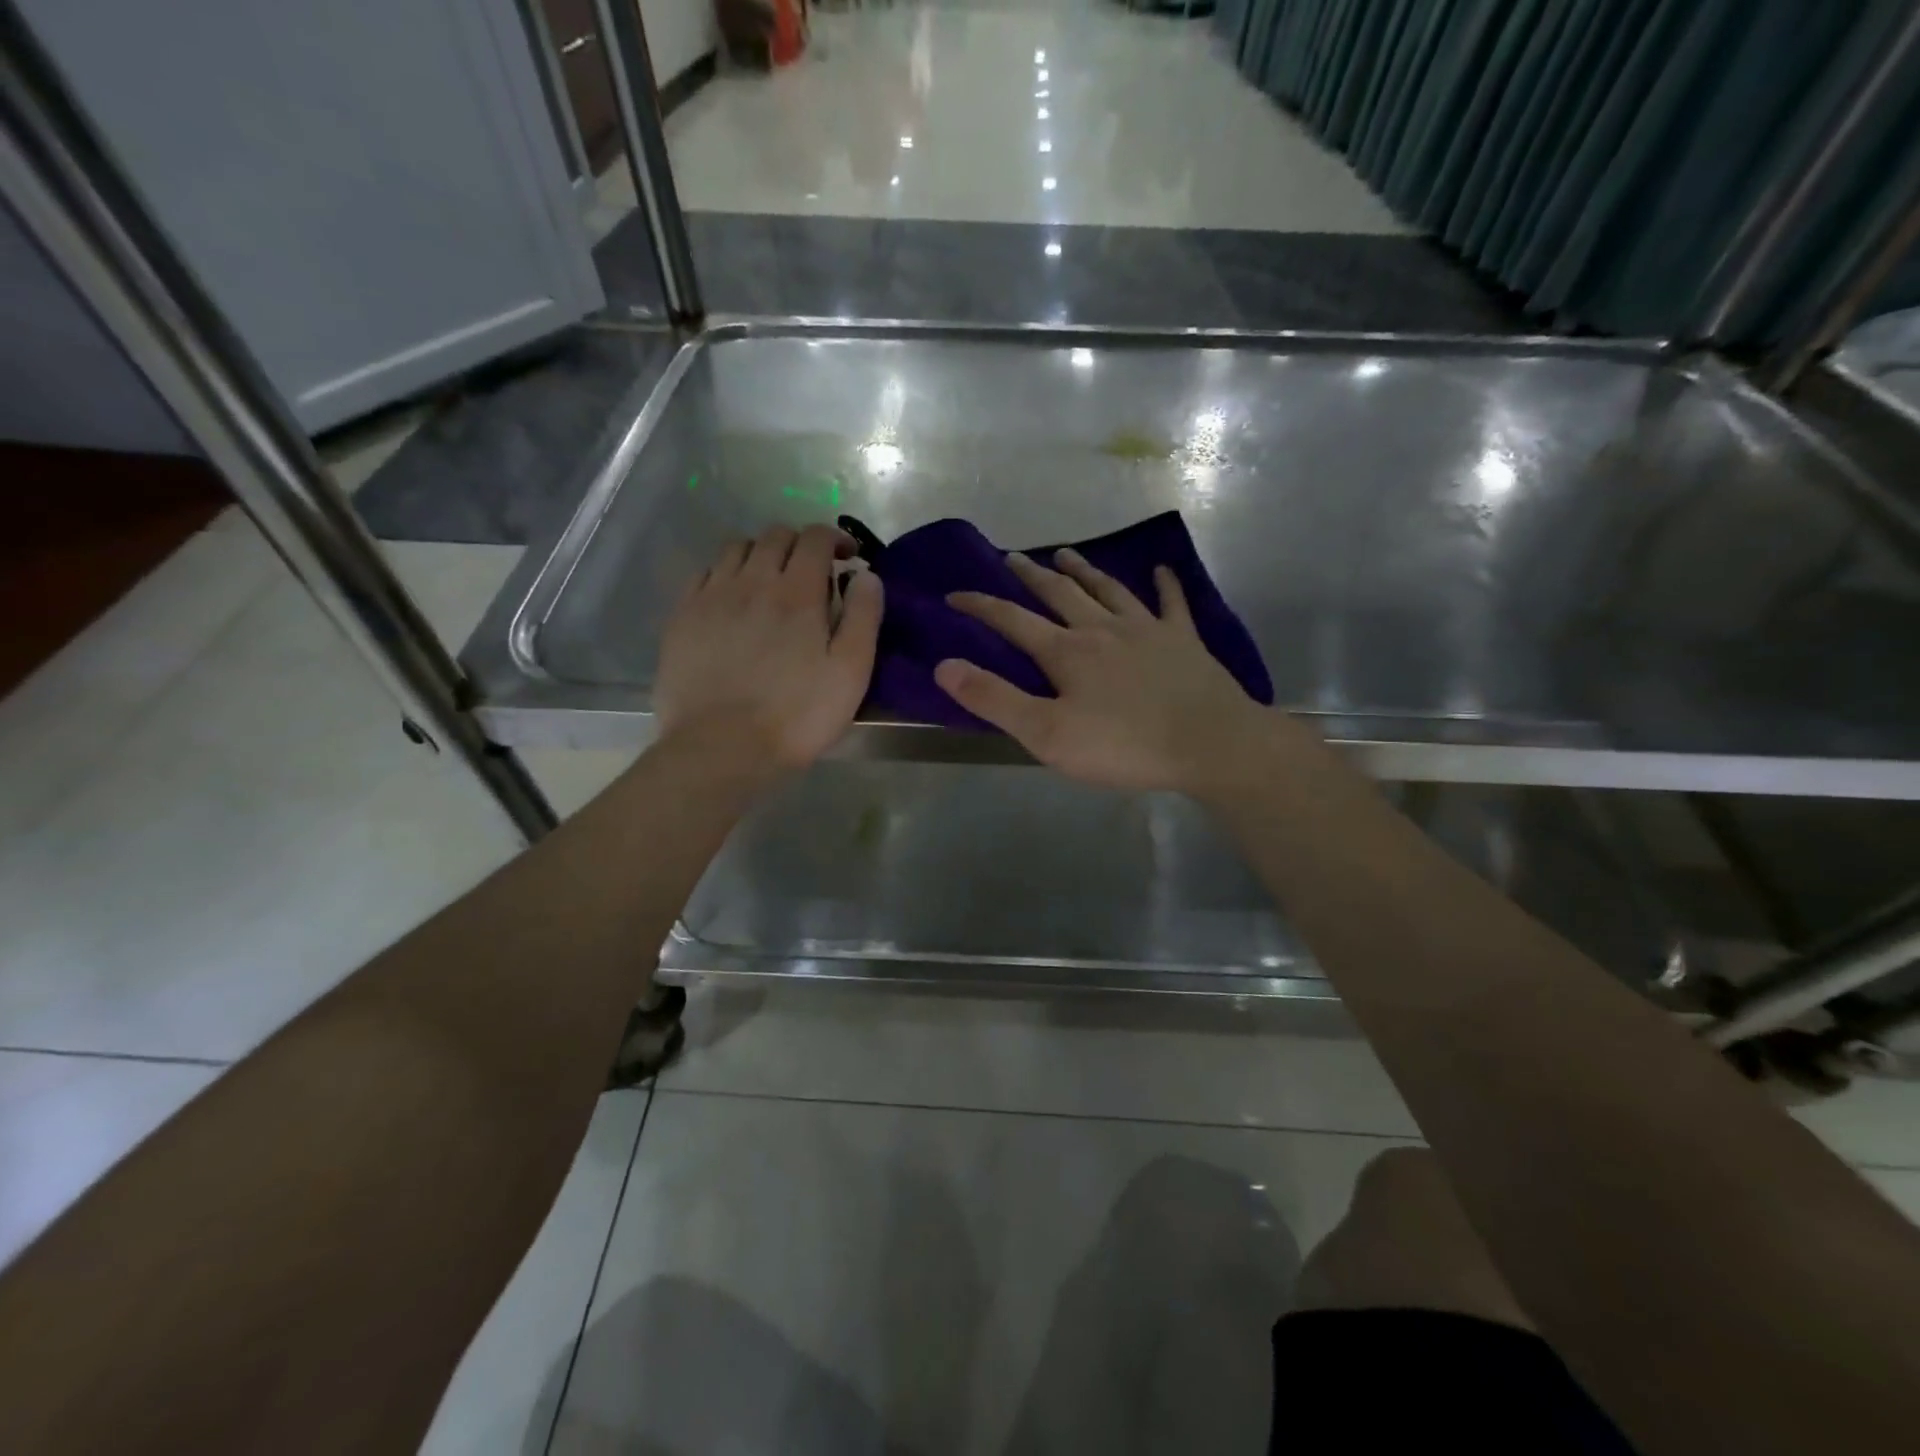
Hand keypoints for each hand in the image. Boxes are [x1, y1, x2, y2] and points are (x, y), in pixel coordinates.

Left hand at [655, 524, 882, 770]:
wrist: (721, 749)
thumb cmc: (797, 716)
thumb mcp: (851, 673)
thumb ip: (863, 617)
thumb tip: (866, 574)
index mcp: (797, 592)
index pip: (814, 537)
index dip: (834, 538)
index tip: (847, 557)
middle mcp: (751, 581)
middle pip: (775, 536)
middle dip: (799, 544)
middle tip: (813, 572)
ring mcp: (711, 596)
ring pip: (737, 548)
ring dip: (761, 554)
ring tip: (771, 581)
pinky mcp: (682, 617)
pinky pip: (705, 574)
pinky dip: (726, 573)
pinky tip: (733, 599)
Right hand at [934, 549, 1276, 795]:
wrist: (1209, 743)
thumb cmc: (1124, 745)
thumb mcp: (1046, 734)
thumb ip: (995, 700)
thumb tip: (944, 666)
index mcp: (1066, 652)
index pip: (1012, 620)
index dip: (980, 606)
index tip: (954, 594)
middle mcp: (1102, 628)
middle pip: (1059, 593)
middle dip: (1030, 575)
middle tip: (1010, 557)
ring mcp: (1147, 629)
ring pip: (1107, 589)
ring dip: (1083, 569)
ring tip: (1065, 552)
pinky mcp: (1183, 640)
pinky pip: (1171, 603)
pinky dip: (1164, 584)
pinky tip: (1161, 570)